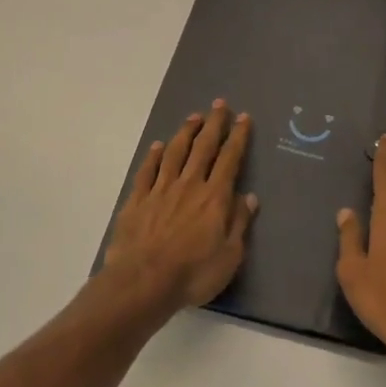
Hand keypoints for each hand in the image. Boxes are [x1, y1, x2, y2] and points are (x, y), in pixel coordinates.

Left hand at [102, 100, 255, 315]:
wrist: (143, 281)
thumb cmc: (193, 273)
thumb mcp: (229, 255)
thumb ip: (239, 223)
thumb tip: (248, 197)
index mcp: (214, 197)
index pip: (230, 159)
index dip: (238, 137)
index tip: (243, 118)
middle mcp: (188, 185)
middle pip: (203, 147)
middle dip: (213, 124)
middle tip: (219, 104)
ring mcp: (160, 190)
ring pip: (174, 153)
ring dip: (185, 133)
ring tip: (193, 117)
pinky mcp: (137, 201)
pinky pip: (147, 171)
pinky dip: (153, 156)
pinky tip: (157, 146)